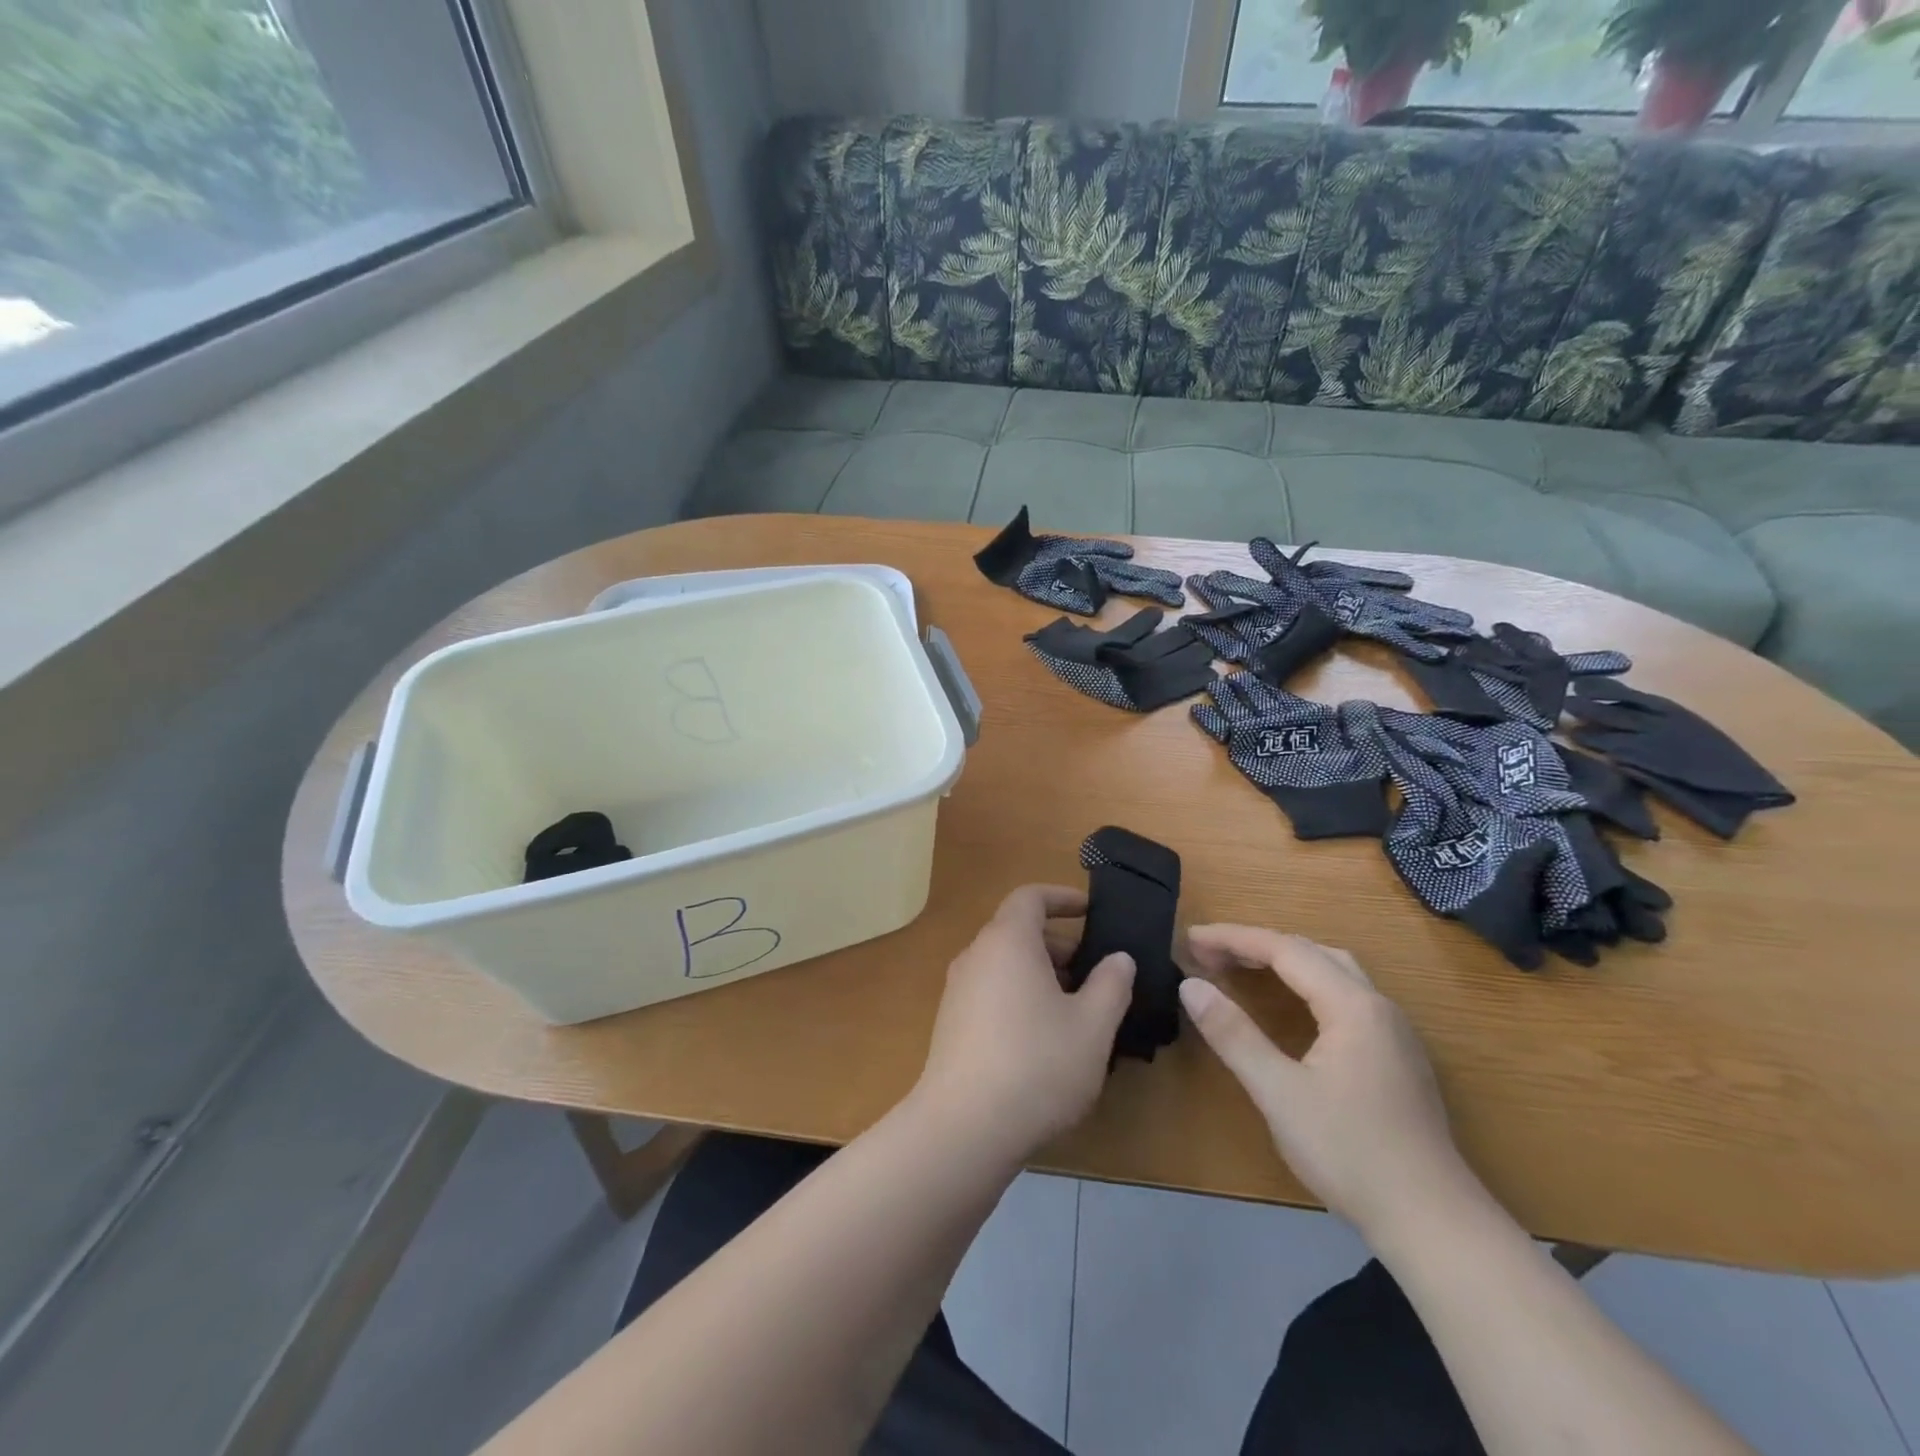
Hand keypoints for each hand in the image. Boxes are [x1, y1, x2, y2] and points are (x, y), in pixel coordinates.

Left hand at [913, 885, 1134, 1166]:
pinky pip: (992, 992)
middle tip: (1097, 974)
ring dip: (1043, 975)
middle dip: (1060, 945)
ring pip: (1006, 965)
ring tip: (1078, 1012)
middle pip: (1018, 932)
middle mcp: (976, 956)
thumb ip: (1111, 984)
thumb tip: (1118, 958)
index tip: (1091, 910)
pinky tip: (1044, 1041)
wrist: (964, 1127)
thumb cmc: (1037, 1064)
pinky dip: (1020, 997)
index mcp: (1007, 941)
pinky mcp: (951, 1024)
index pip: (1030, 897)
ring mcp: (958, 991)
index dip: (1062, 897)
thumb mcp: (1092, 1025)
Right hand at [1178, 926, 1470, 1239]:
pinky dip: (1306, 983)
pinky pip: (1346, 995)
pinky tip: (1292, 1006)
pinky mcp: (1398, 1057)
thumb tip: (1190, 986)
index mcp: (1353, 1005)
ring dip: (1284, 960)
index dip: (1233, 938)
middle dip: (1256, 945)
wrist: (1433, 1223)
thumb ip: (1233, 1034)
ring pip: (1334, 971)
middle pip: (1311, 952)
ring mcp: (1394, 1032)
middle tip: (1209, 953)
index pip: (1285, 949)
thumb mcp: (1279, 1093)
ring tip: (1242, 968)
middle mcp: (1378, 1006)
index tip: (1190, 938)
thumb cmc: (1350, 1152)